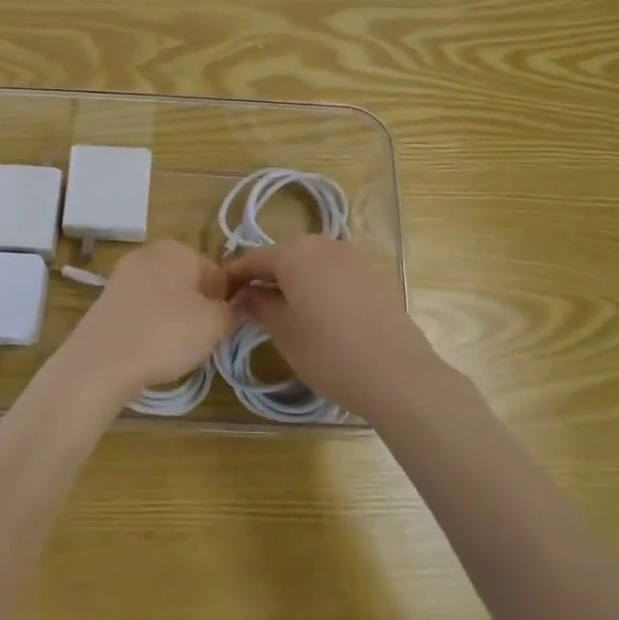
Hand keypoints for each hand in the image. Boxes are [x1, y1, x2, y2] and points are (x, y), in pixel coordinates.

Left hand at [60, 240, 234, 403]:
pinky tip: (149, 349)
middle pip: (189, 283)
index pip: (218, 274)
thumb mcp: (214, 324)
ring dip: (174, 319)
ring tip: (173, 349)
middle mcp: (149, 253)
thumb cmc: (166, 333)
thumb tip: (230, 309)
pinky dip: (150, 326)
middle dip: (198, 310)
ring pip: (165, 297)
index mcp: (177, 249)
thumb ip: (231, 312)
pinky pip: (142, 310)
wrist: (101, 361)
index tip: (220, 329)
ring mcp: (123, 275)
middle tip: (199, 340)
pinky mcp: (107, 299)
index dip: (224, 303)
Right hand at [223, 237, 447, 421]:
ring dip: (294, 279)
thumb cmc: (328, 353)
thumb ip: (259, 306)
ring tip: (283, 308)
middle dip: (265, 275)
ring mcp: (353, 258)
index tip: (220, 292)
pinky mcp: (374, 276)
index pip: (254, 257)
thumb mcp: (284, 332)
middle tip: (249, 301)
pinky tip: (319, 312)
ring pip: (311, 262)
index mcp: (295, 254)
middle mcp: (323, 245)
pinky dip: (319, 285)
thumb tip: (245, 294)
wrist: (398, 374)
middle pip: (284, 255)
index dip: (235, 274)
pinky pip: (335, 273)